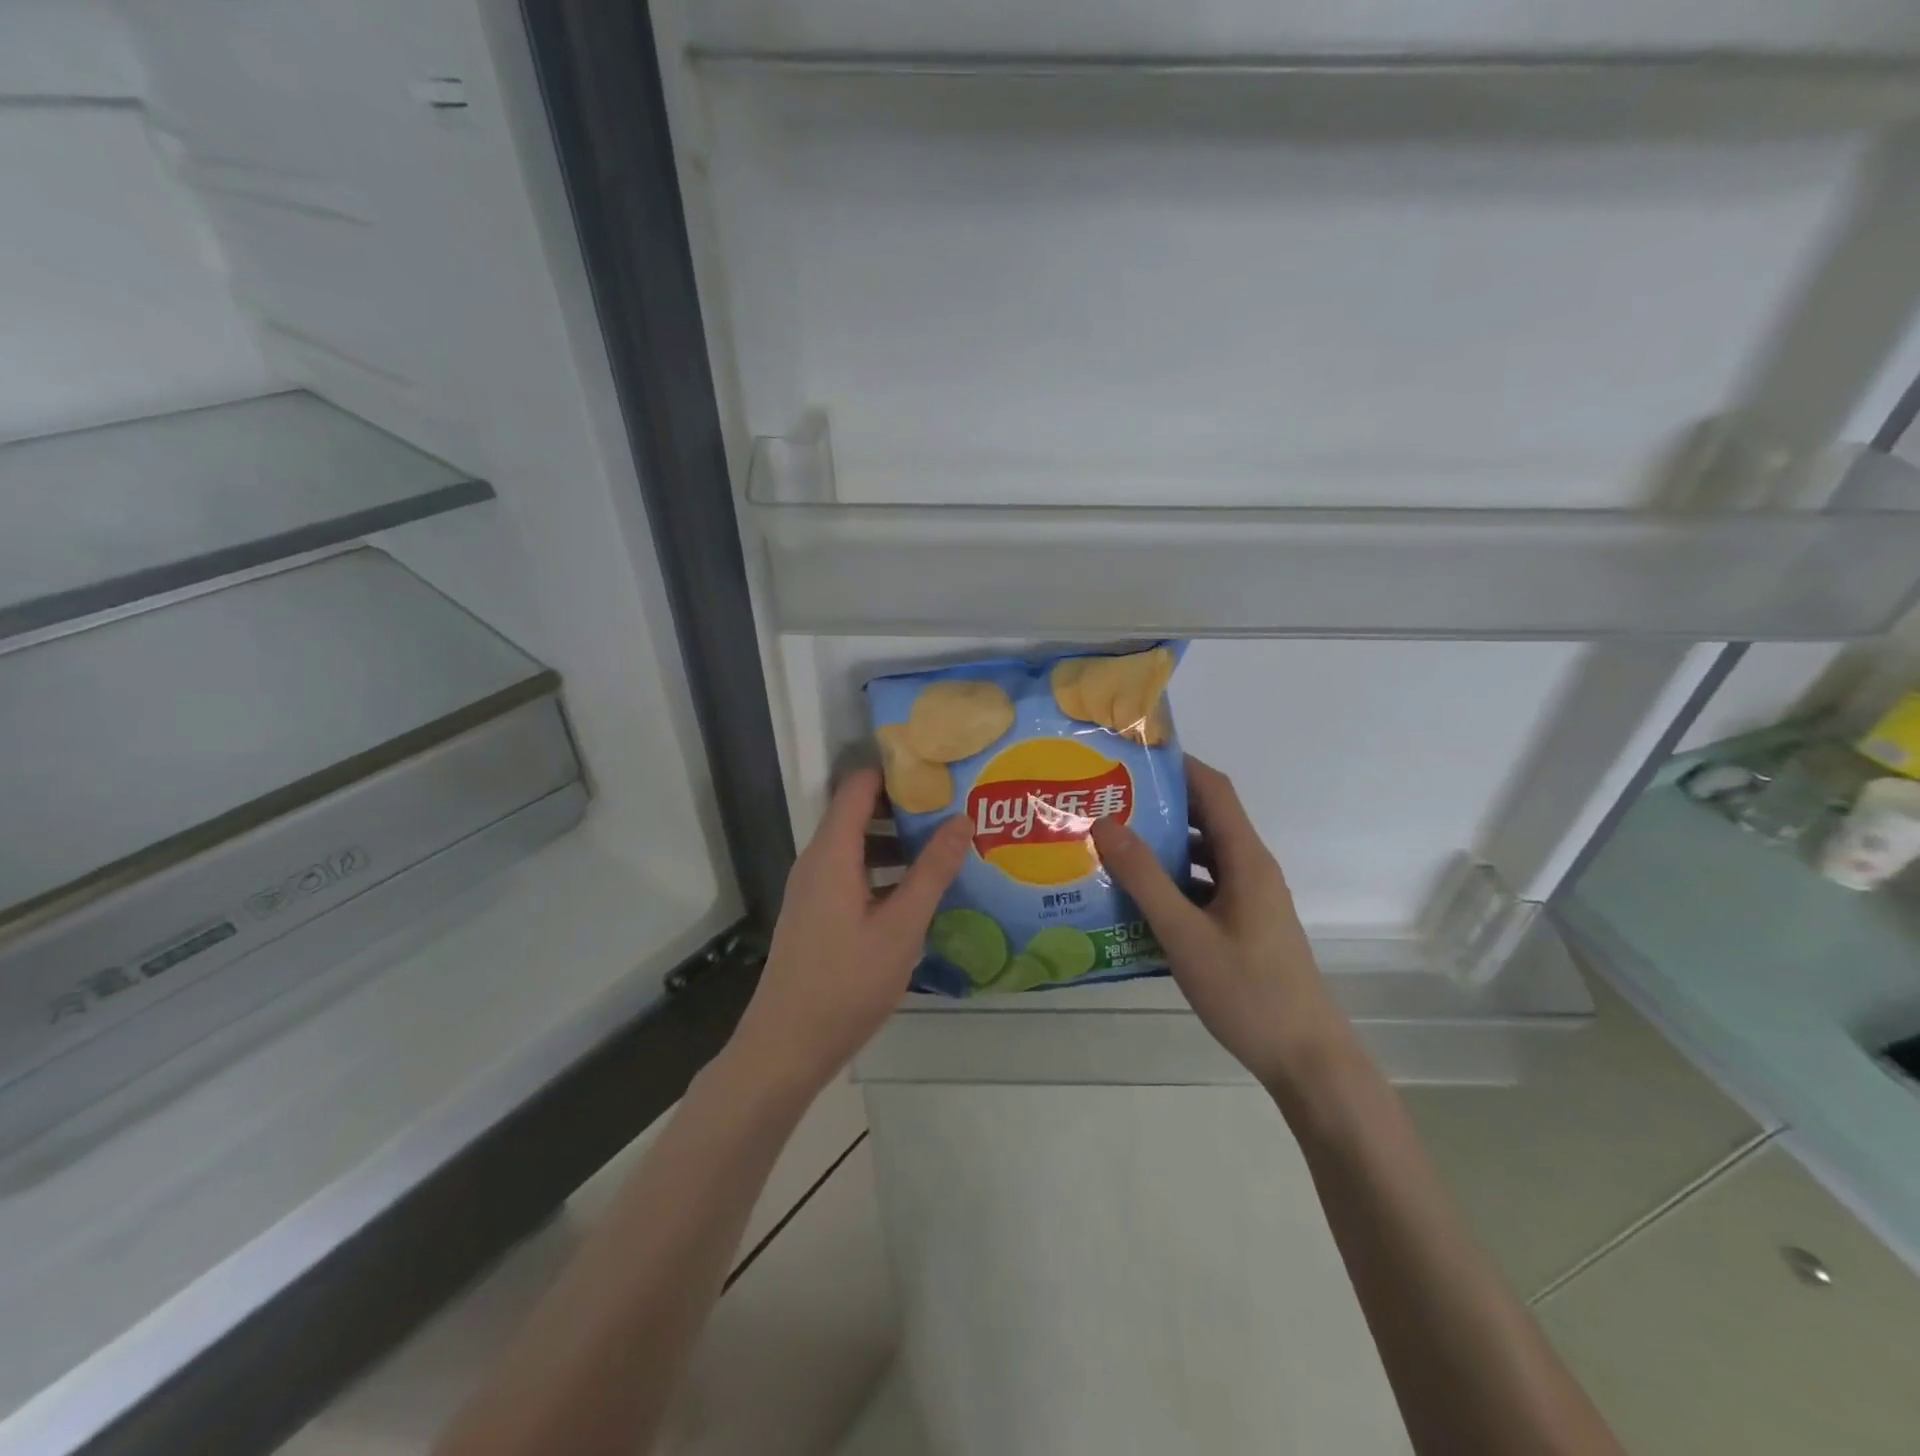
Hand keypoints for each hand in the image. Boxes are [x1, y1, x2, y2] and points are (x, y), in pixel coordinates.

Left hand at [728, 768, 971, 1095]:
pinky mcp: (817, 913)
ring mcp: (814, 888)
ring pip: (858, 846)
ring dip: (898, 842)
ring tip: (947, 846)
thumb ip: (932, 871)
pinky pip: (852, 872)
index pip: (859, 786)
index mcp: (832, 852)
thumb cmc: (846, 982)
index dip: (896, 771)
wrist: (786, 1047)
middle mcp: (817, 860)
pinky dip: (884, 870)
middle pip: (859, 812)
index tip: (940, 771)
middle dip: (906, 807)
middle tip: (956, 807)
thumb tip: (962, 819)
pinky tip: (919, 891)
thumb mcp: (901, 926)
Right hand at [1090, 756, 1348, 1089]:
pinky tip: (1137, 899)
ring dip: (1164, 846)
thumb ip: (1145, 878)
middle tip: (1108, 800)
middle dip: (1160, 804)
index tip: (1131, 757)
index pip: (1214, 789)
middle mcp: (1251, 869)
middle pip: (1206, 818)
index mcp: (1246, 859)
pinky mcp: (1244, 925)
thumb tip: (1106, 823)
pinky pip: (1204, 887)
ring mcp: (1250, 899)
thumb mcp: (1185, 934)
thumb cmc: (1247, 991)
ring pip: (1204, 855)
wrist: (1305, 1058)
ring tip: (1112, 844)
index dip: (1178, 764)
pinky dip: (1173, 882)